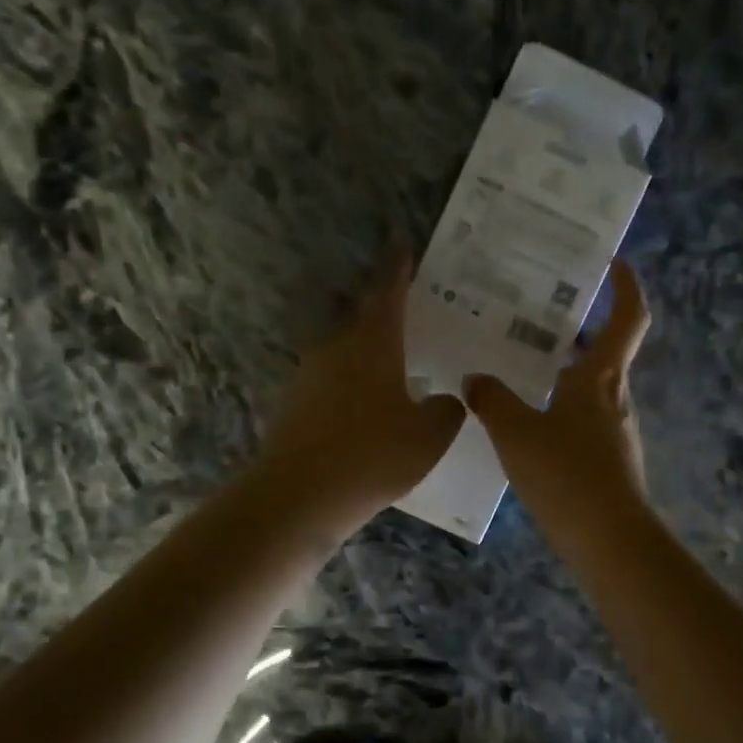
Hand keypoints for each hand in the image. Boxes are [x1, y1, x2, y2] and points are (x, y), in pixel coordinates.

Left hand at [255, 263, 465, 537]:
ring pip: (347, 352)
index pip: (388, 293)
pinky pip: (334, 382)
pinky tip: (370, 409)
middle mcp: (337, 349)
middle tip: (413, 313)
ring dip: (371, 353)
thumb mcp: (429, 436)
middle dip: (387, 312)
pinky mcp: (295, 405)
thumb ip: (447, 410)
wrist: (298, 497)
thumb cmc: (372, 457)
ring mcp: (310, 376)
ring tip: (398, 366)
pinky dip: (355, 385)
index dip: (398, 269)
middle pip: (364, 319)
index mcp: (372, 344)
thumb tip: (446, 399)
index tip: (402, 245)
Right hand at [464, 257, 652, 548]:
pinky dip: (561, 407)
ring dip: (565, 370)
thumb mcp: (516, 433)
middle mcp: (615, 397)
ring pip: (592, 387)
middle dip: (577, 329)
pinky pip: (584, 419)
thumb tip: (475, 379)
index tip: (611, 262)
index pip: (628, 317)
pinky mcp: (609, 460)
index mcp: (601, 377)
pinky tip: (529, 424)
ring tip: (521, 366)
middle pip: (606, 350)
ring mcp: (616, 431)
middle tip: (536, 314)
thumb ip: (492, 400)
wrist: (609, 541)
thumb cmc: (567, 475)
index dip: (626, 285)